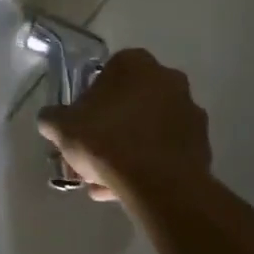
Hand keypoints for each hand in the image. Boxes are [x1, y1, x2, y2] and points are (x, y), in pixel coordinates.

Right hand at [39, 48, 210, 201]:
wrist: (160, 185)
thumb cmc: (107, 141)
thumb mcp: (62, 127)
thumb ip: (52, 118)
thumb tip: (50, 120)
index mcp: (135, 63)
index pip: (106, 75)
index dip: (90, 102)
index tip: (81, 126)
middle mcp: (168, 79)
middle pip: (130, 103)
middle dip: (111, 129)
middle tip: (92, 157)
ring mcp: (190, 111)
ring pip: (149, 129)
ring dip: (130, 149)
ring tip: (108, 183)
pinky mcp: (203, 144)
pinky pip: (167, 150)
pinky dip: (150, 164)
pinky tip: (130, 190)